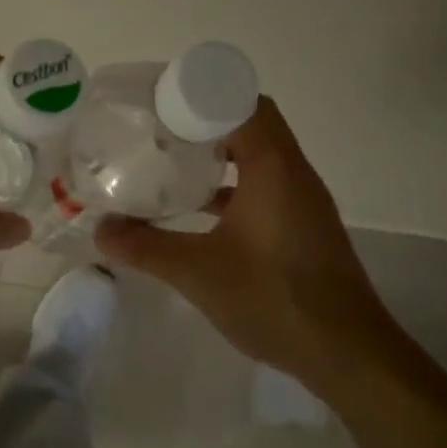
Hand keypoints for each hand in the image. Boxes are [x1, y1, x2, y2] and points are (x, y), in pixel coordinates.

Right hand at [95, 97, 402, 388]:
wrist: (344, 351)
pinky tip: (199, 213)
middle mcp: (294, 175)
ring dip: (219, 157)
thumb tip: (101, 230)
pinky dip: (232, 189)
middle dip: (203, 123)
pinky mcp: (302, 229)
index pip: (242, 103)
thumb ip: (146, 248)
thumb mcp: (198, 272)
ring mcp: (302, 203)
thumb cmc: (273, 299)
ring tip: (170, 165)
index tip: (159, 105)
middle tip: (157, 133)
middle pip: (250, 126)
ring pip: (258, 159)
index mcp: (274, 168)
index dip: (201, 96)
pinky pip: (264, 189)